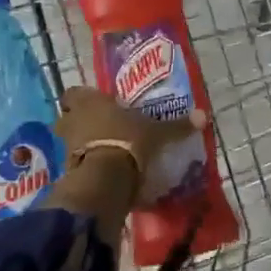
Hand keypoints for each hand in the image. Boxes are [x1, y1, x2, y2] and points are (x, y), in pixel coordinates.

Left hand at [54, 86, 206, 210]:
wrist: (106, 177)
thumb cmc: (129, 141)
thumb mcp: (157, 133)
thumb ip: (177, 125)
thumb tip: (204, 115)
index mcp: (89, 101)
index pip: (74, 92)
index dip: (82, 97)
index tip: (97, 104)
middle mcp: (73, 119)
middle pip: (66, 116)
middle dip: (78, 121)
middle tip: (97, 127)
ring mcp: (66, 145)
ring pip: (67, 140)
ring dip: (78, 143)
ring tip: (98, 150)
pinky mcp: (66, 169)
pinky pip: (73, 163)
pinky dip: (82, 165)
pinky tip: (98, 170)